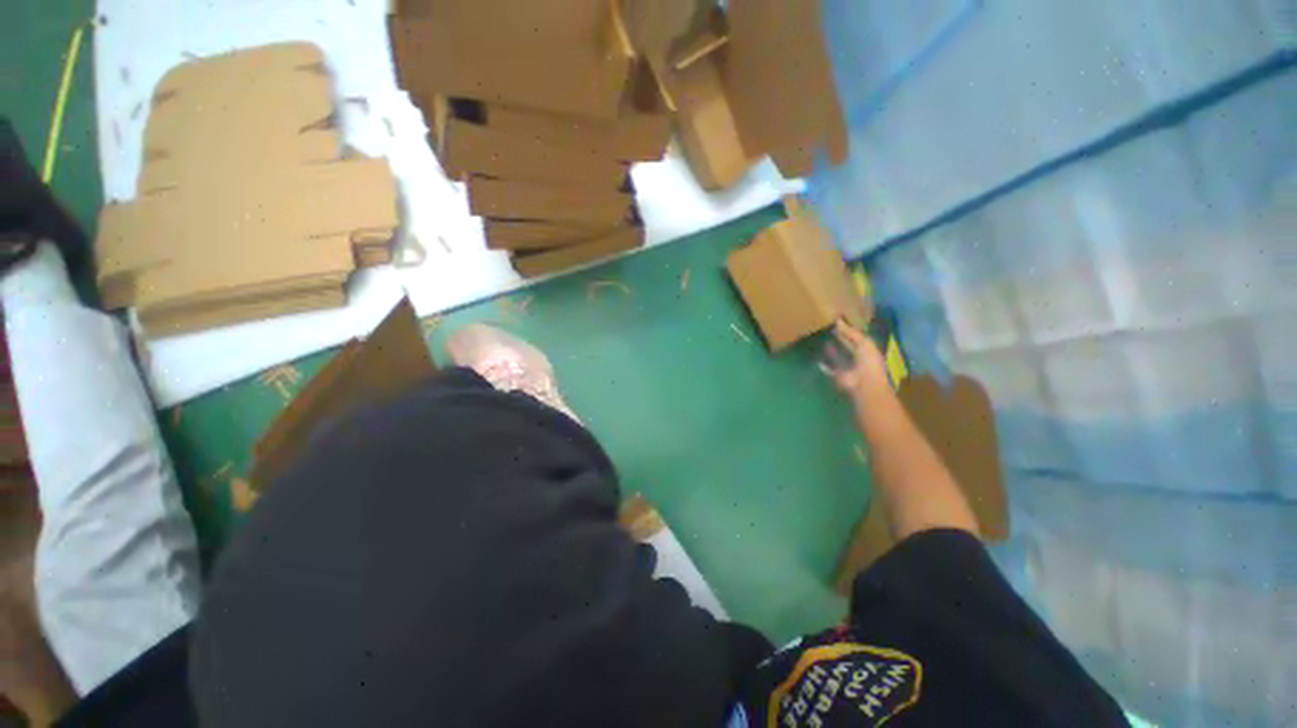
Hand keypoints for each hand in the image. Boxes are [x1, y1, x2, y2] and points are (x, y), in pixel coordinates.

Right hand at [820, 320, 890, 398]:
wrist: (864, 384)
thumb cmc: (868, 362)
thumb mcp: (864, 342)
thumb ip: (851, 332)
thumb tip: (838, 320)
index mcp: (868, 351)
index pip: (858, 339)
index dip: (850, 331)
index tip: (840, 323)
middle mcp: (859, 360)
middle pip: (849, 348)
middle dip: (841, 340)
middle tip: (830, 330)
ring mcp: (848, 369)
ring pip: (839, 358)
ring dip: (832, 352)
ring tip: (823, 342)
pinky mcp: (838, 376)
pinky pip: (830, 370)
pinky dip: (824, 366)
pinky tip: (818, 360)